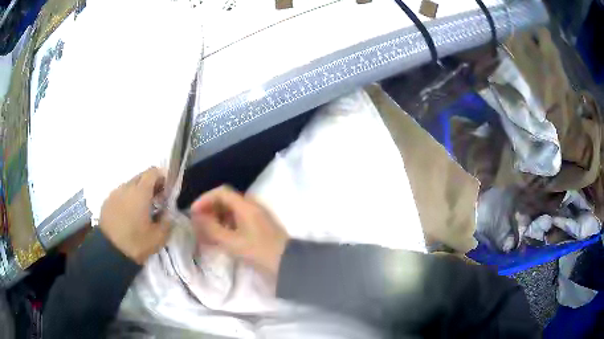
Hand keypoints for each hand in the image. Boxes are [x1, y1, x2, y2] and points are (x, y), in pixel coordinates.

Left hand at [99, 167, 169, 264]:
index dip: (162, 178)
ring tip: (141, 211)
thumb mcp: (159, 237)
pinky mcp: (107, 202)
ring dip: (138, 193)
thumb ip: (167, 221)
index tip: (167, 191)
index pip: (153, 172)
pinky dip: (127, 200)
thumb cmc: (136, 243)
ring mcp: (114, 194)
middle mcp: (126, 187)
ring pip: (129, 186)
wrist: (109, 253)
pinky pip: (120, 195)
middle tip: (157, 201)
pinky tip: (128, 216)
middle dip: (151, 185)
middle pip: (141, 177)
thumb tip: (168, 212)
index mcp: (141, 192)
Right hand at [190, 186, 288, 277]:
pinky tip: (218, 240)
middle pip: (225, 201)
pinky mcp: (258, 226)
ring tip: (205, 235)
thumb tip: (196, 217)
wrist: (287, 263)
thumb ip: (212, 228)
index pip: (221, 192)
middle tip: (198, 225)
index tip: (194, 213)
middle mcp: (251, 206)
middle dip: (209, 211)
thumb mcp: (232, 242)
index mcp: (246, 205)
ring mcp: (256, 216)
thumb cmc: (259, 252)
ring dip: (216, 220)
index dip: (204, 199)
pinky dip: (225, 227)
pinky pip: (237, 221)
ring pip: (230, 212)